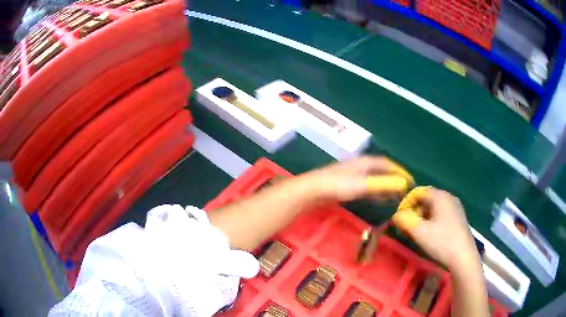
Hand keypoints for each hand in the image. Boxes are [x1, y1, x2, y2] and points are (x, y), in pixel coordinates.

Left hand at [297, 156, 414, 202]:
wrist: (311, 191)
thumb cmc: (337, 186)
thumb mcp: (362, 185)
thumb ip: (383, 184)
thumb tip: (403, 184)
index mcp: (364, 163)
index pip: (387, 164)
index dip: (399, 171)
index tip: (410, 181)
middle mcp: (360, 167)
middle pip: (381, 172)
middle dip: (394, 180)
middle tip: (405, 191)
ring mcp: (352, 177)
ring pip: (374, 181)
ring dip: (386, 187)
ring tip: (397, 197)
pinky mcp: (346, 187)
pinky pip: (366, 189)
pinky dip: (376, 193)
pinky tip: (379, 200)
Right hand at [394, 187, 480, 270]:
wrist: (463, 258)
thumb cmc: (441, 242)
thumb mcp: (419, 232)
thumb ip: (405, 220)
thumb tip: (396, 215)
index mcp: (441, 196)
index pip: (419, 192)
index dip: (406, 203)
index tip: (400, 217)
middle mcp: (449, 198)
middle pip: (427, 199)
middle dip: (414, 211)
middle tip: (407, 227)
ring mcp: (456, 208)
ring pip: (434, 208)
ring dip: (422, 217)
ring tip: (417, 232)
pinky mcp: (459, 219)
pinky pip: (441, 214)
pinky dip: (432, 221)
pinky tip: (430, 235)